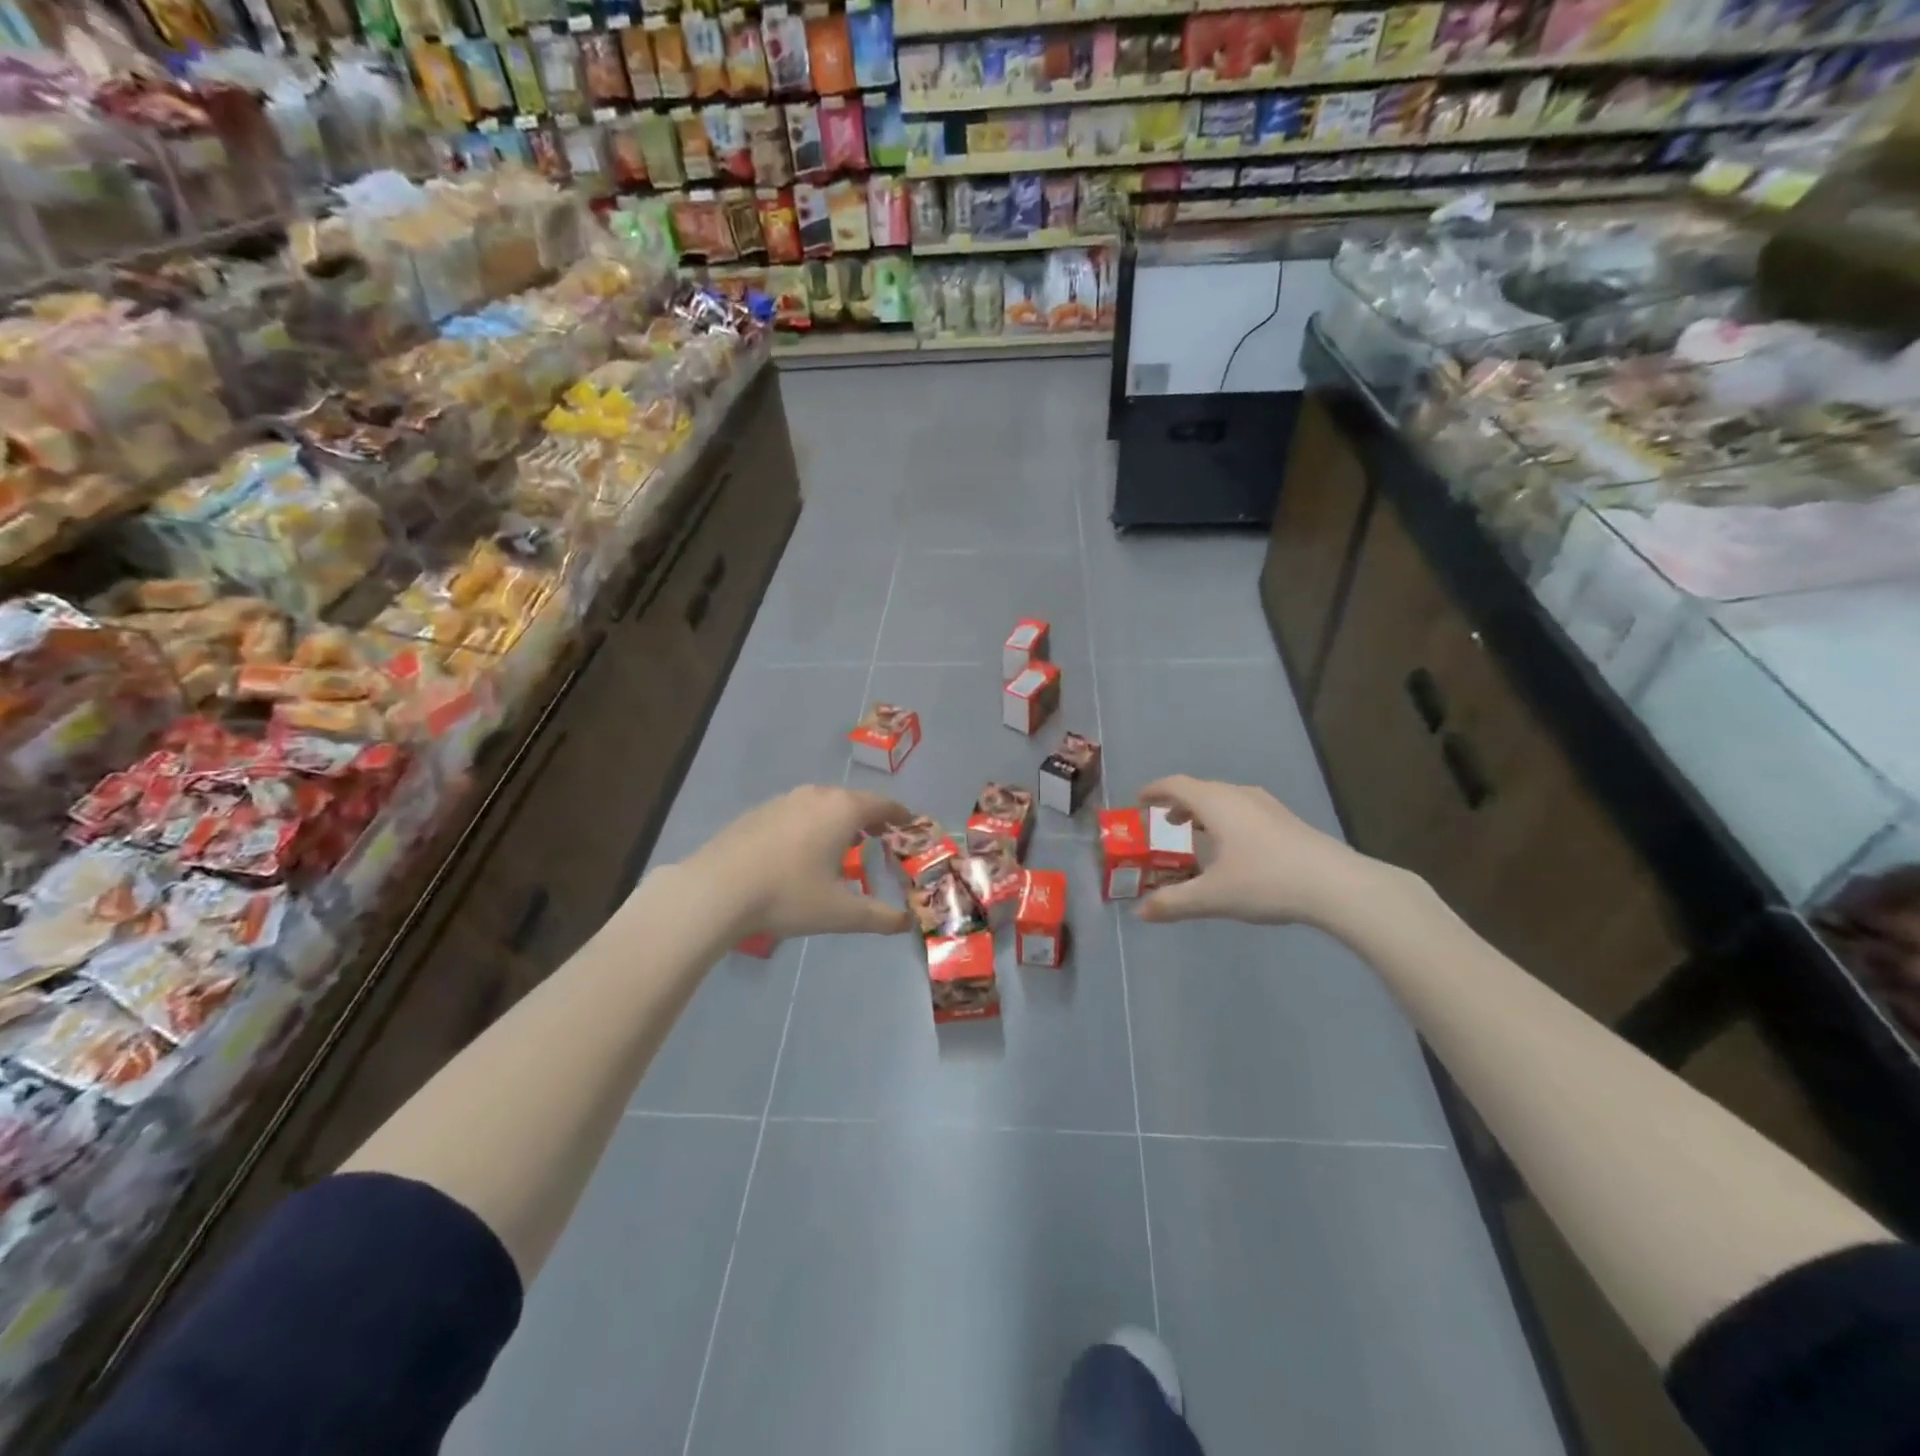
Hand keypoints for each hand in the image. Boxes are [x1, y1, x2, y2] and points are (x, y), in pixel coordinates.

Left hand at [676, 786, 912, 940]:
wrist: (716, 890)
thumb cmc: (788, 895)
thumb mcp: (840, 913)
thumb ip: (878, 917)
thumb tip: (906, 923)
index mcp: (843, 810)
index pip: (883, 805)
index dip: (900, 815)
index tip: (911, 823)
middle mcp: (816, 795)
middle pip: (852, 801)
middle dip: (869, 818)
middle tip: (880, 838)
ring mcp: (784, 800)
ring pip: (822, 804)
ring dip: (838, 821)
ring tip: (842, 846)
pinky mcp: (758, 812)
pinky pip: (797, 812)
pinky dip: (810, 825)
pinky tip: (801, 852)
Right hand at [1134, 775, 1385, 932]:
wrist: (1337, 886)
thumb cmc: (1266, 882)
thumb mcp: (1212, 897)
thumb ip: (1173, 903)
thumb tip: (1140, 913)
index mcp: (1216, 803)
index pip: (1175, 785)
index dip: (1153, 791)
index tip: (1137, 802)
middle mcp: (1239, 795)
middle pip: (1200, 790)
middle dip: (1178, 804)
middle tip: (1163, 823)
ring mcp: (1268, 806)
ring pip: (1225, 799)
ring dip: (1204, 812)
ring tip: (1197, 835)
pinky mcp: (1287, 821)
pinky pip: (1244, 810)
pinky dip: (1226, 820)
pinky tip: (1234, 849)